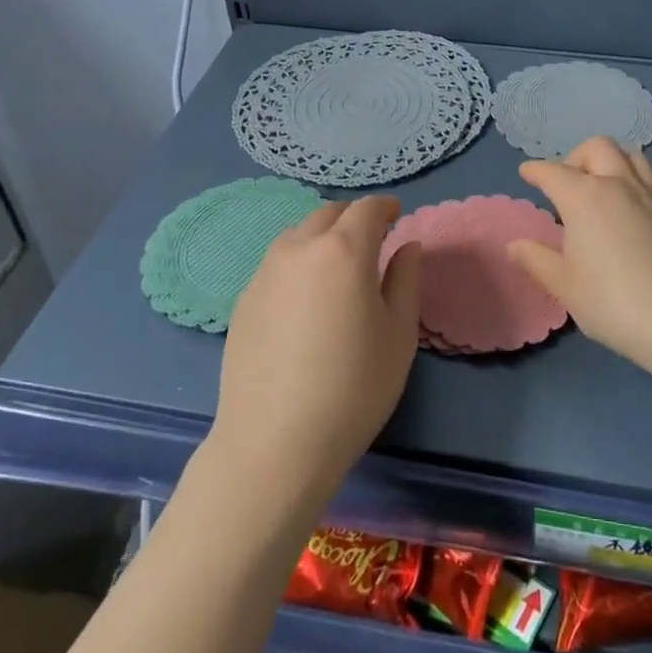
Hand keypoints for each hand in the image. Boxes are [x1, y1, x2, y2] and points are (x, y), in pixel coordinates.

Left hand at [210, 196, 422, 505]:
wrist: (274, 445)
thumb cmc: (353, 388)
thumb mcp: (398, 334)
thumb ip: (406, 279)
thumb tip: (408, 246)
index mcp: (344, 250)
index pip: (366, 209)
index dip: (384, 208)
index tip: (396, 218)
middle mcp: (300, 248)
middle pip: (329, 214)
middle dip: (353, 219)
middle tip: (371, 243)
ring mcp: (265, 273)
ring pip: (298, 235)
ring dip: (322, 237)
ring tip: (336, 270)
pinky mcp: (244, 300)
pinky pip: (276, 264)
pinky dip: (298, 263)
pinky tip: (305, 301)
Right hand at [507, 138, 651, 381]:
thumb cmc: (614, 303)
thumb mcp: (566, 286)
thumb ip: (537, 260)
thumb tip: (514, 244)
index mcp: (584, 196)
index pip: (553, 172)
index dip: (536, 170)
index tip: (526, 173)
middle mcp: (617, 183)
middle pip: (596, 147)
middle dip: (575, 157)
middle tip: (566, 184)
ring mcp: (650, 194)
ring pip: (629, 154)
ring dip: (608, 160)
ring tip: (599, 186)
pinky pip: (648, 176)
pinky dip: (631, 177)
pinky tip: (626, 207)